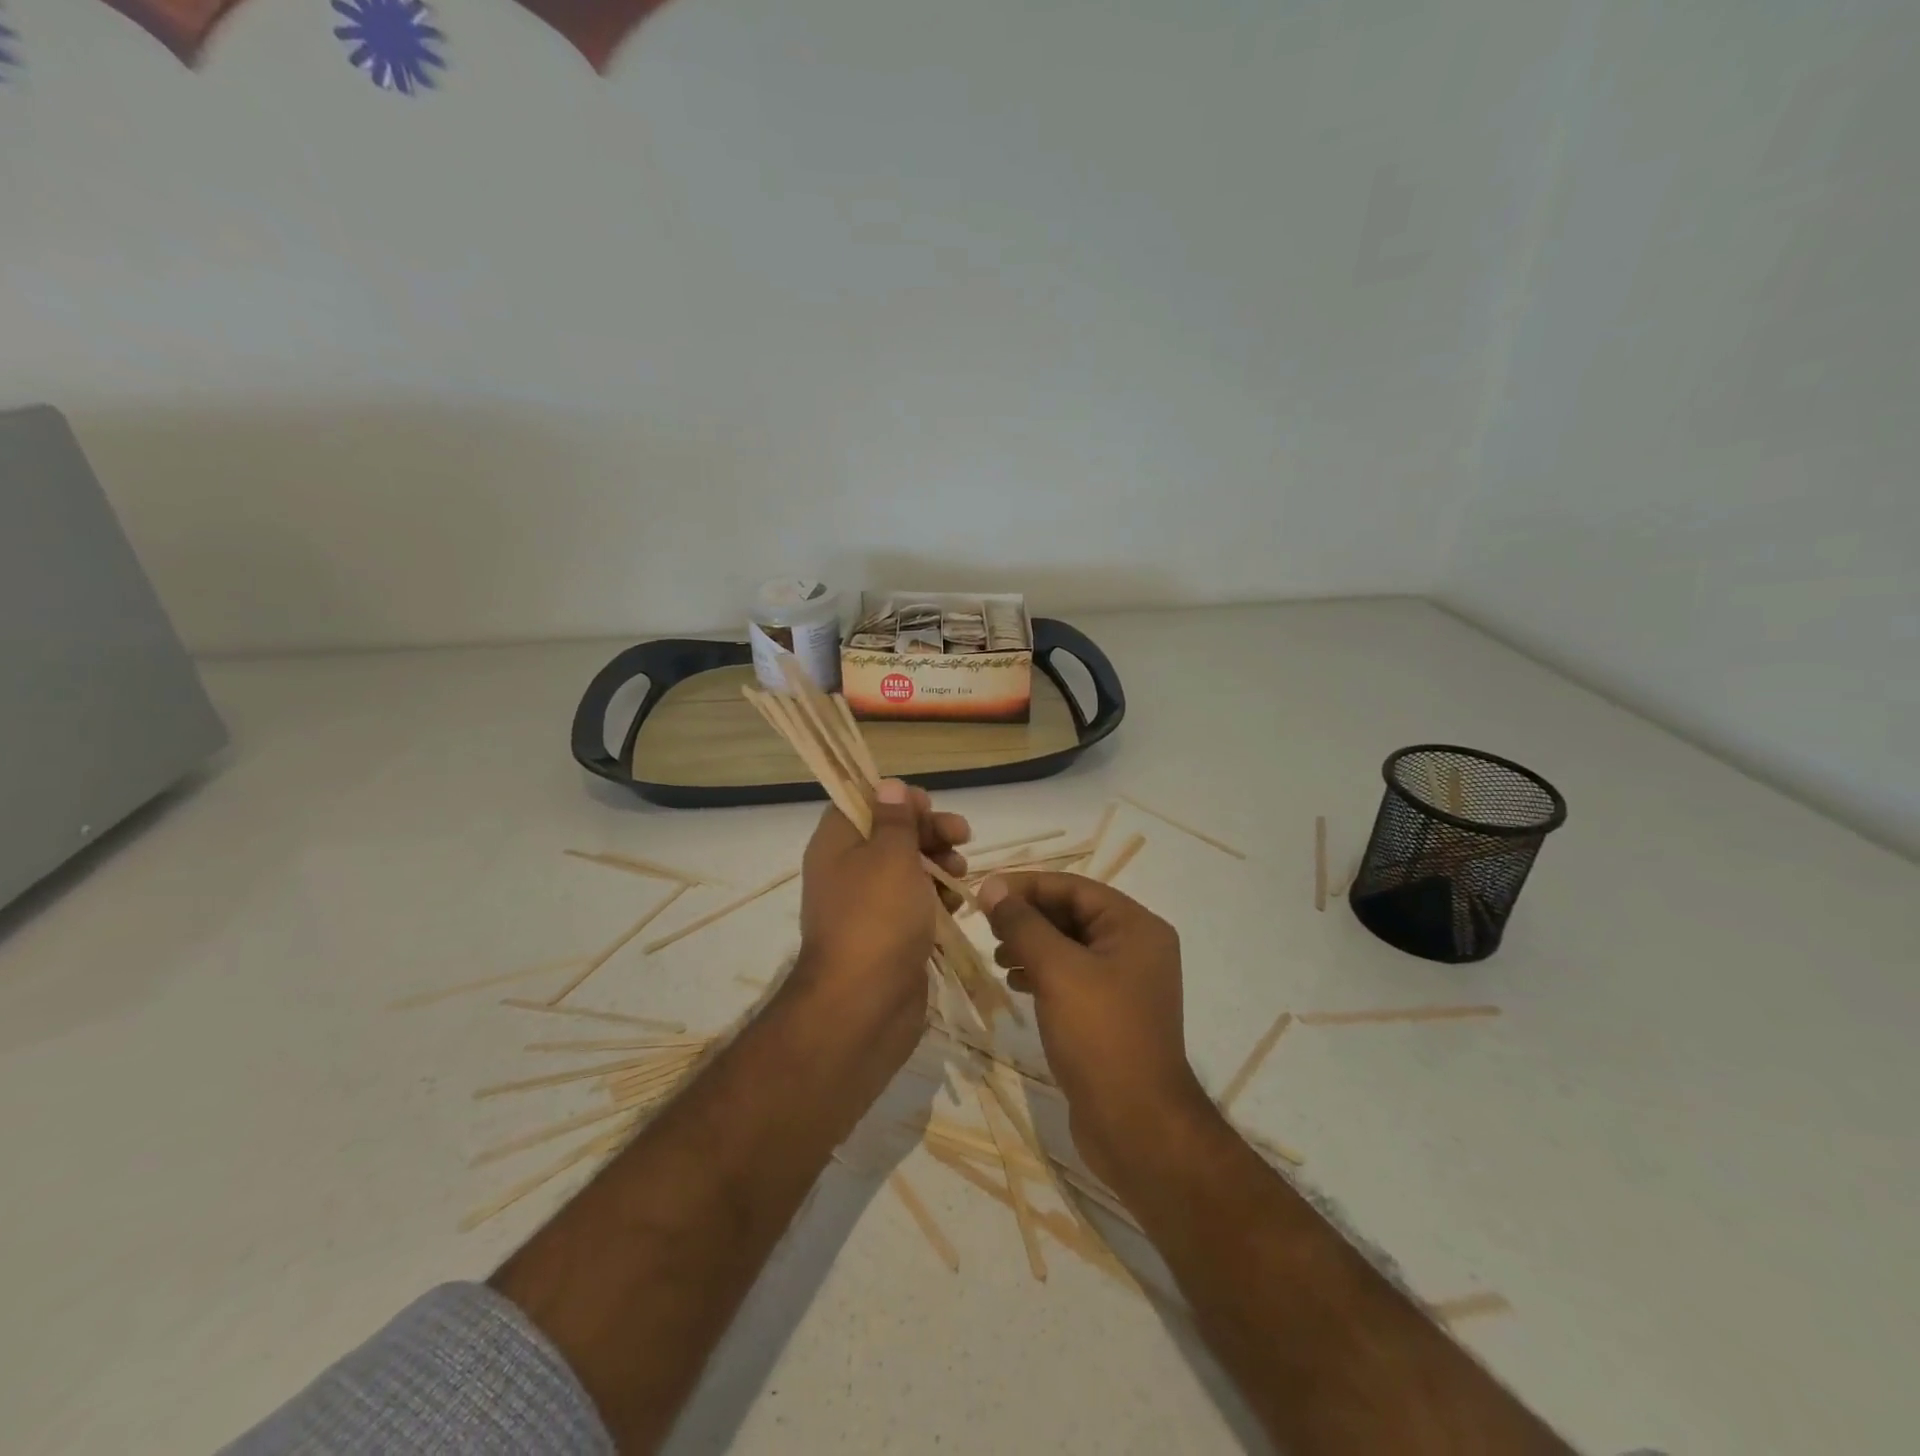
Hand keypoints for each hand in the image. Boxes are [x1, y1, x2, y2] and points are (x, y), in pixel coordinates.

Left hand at [790, 780, 969, 1062]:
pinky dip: (936, 900)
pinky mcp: (888, 937)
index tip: (928, 806)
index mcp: (836, 844)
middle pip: (890, 835)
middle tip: (962, 835)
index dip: (896, 799)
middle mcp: (847, 871)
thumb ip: (896, 819)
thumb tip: (889, 785)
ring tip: (960, 874)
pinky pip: (914, 905)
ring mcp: (867, 907)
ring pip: (907, 870)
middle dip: (928, 831)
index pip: (862, 803)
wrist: (863, 1005)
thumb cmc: (877, 917)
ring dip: (938, 864)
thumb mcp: (891, 856)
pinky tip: (957, 906)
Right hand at [978, 873, 1210, 1189]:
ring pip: (1069, 946)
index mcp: (1136, 927)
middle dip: (1028, 916)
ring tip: (997, 956)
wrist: (1137, 1125)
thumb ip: (1023, 924)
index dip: (1027, 886)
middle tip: (985, 924)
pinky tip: (1015, 983)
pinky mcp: (1110, 1013)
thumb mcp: (1057, 971)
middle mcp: (1136, 947)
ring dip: (1031, 944)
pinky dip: (1042, 973)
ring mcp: (1125, 983)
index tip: (984, 892)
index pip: (1074, 888)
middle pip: (1073, 914)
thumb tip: (991, 887)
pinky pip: (1072, 977)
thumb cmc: (1100, 1035)